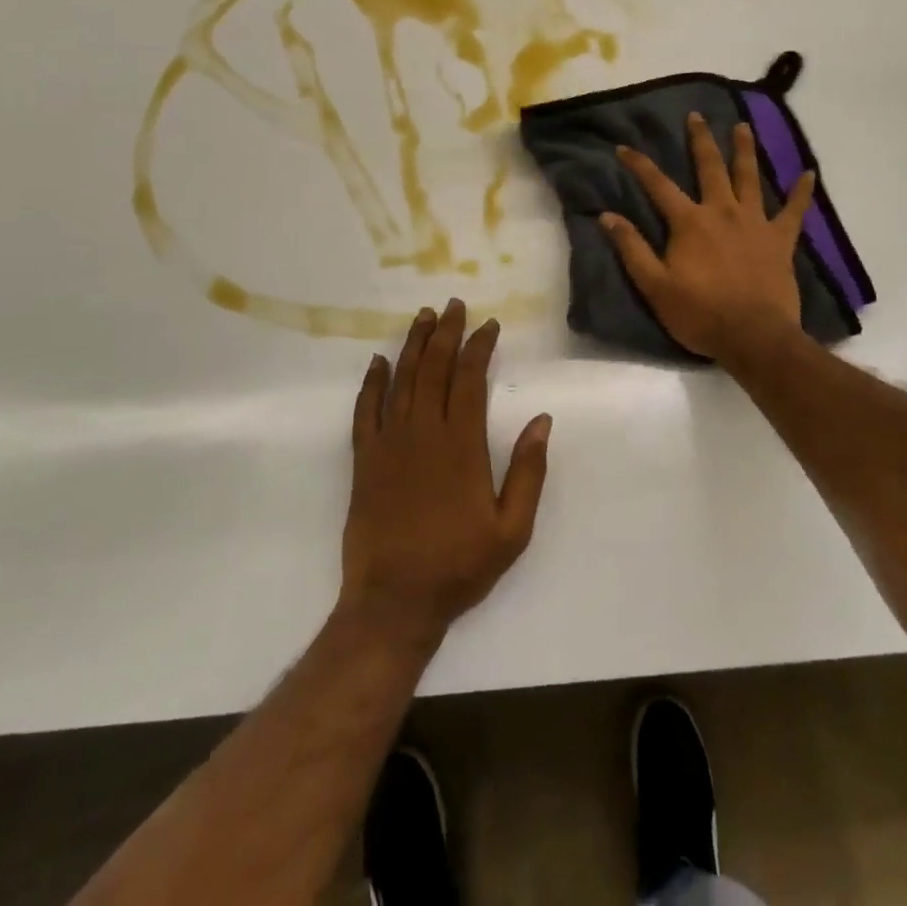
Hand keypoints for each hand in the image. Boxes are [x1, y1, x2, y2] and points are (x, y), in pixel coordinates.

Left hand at [339, 300, 551, 643]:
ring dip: (413, 345)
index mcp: (461, 444)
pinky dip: (372, 383)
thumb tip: (542, 420)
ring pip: (402, 380)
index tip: (488, 325)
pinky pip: (366, 410)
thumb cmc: (459, 565)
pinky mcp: (365, 459)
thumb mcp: (512, 529)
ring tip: (423, 318)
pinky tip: (378, 362)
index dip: (479, 347)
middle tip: (453, 306)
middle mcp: (423, 432)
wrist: (394, 600)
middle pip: (434, 368)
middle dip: (446, 333)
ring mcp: (389, 443)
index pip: (470, 379)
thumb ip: (528, 471)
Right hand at [599, 113, 814, 364]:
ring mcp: (755, 223)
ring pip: (750, 177)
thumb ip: (632, 248)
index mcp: (690, 222)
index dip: (639, 164)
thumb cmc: (700, 314)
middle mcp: (722, 212)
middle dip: (700, 140)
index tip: (623, 146)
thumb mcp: (654, 285)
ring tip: (743, 126)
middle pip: (710, 168)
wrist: (754, 337)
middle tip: (696, 116)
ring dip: (745, 150)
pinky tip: (809, 173)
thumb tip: (607, 216)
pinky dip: (801, 192)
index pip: (658, 185)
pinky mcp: (781, 240)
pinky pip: (794, 211)